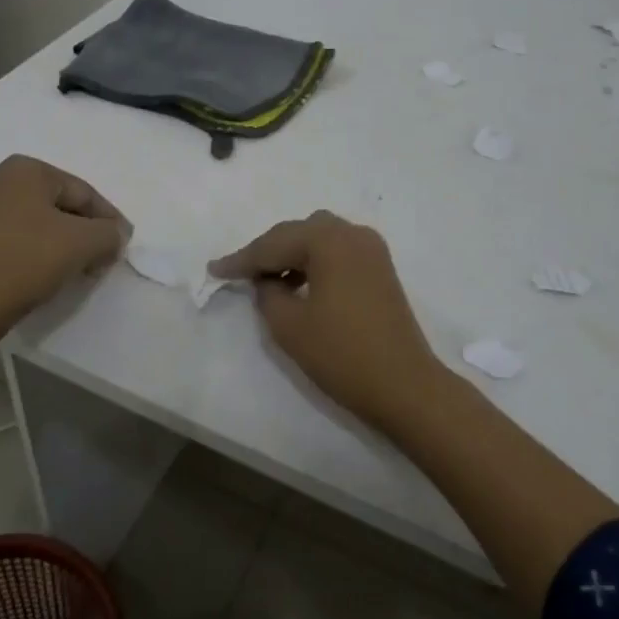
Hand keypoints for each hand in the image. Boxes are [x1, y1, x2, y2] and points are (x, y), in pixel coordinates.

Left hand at [0, 156, 130, 323]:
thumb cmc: (32, 257)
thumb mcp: (87, 241)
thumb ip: (110, 233)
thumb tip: (114, 237)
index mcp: (26, 169)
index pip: (83, 193)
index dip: (109, 219)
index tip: (123, 243)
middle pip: (61, 205)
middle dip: (87, 230)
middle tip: (105, 256)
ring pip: (40, 222)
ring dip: (66, 242)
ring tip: (83, 267)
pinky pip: (20, 237)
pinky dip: (41, 250)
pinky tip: (53, 271)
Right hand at [210, 211, 451, 428]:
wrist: (404, 385)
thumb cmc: (342, 354)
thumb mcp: (289, 326)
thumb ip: (267, 294)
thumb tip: (266, 281)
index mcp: (328, 240)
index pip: (273, 244)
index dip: (241, 259)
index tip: (214, 269)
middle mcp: (352, 233)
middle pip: (298, 233)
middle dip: (267, 251)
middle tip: (238, 273)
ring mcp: (372, 249)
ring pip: (319, 239)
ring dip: (292, 255)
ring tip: (267, 281)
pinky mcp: (381, 268)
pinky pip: (338, 252)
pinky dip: (315, 262)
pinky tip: (299, 285)